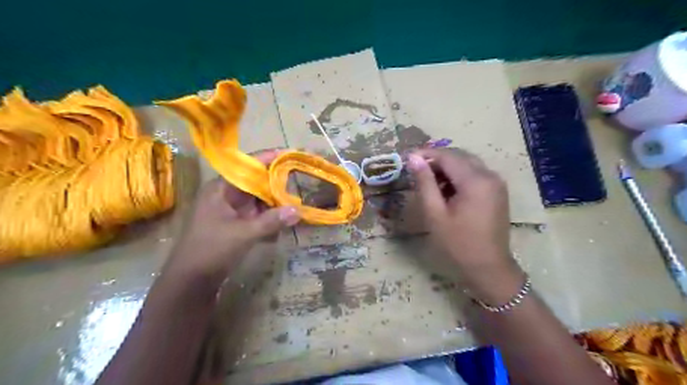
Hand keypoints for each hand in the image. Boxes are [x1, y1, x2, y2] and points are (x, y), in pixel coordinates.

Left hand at [166, 148, 300, 290]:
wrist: (189, 281)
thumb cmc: (211, 250)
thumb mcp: (244, 234)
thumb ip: (272, 221)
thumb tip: (298, 211)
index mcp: (221, 189)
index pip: (248, 166)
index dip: (269, 158)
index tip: (290, 154)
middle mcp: (226, 195)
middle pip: (256, 183)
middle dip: (276, 187)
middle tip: (297, 188)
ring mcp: (230, 210)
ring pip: (258, 200)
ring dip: (274, 207)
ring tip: (292, 212)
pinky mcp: (235, 224)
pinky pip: (256, 215)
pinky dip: (267, 221)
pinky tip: (275, 234)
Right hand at [407, 150, 520, 298]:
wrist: (488, 268)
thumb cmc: (458, 243)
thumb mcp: (435, 213)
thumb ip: (425, 182)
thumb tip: (413, 158)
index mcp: (475, 181)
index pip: (448, 155)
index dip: (426, 153)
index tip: (407, 158)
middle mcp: (490, 175)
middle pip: (459, 156)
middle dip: (436, 159)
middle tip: (415, 171)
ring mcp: (496, 183)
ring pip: (467, 164)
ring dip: (447, 168)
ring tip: (428, 183)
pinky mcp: (497, 191)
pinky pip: (475, 174)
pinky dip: (458, 176)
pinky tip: (446, 190)